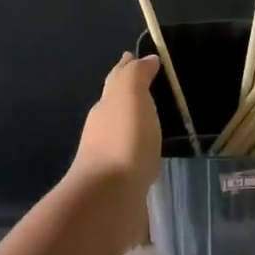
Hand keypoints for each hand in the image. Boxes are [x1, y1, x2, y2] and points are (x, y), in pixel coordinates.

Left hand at [71, 53, 163, 211]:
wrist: (108, 199)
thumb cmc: (123, 140)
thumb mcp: (130, 96)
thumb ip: (136, 75)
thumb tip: (143, 58)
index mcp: (105, 107)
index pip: (116, 80)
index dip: (126, 67)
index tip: (133, 56)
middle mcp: (102, 130)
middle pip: (115, 106)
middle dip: (128, 96)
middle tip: (149, 88)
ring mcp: (108, 160)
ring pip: (122, 135)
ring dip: (134, 127)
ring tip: (153, 124)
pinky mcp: (119, 186)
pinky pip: (132, 161)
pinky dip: (139, 154)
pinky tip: (149, 158)